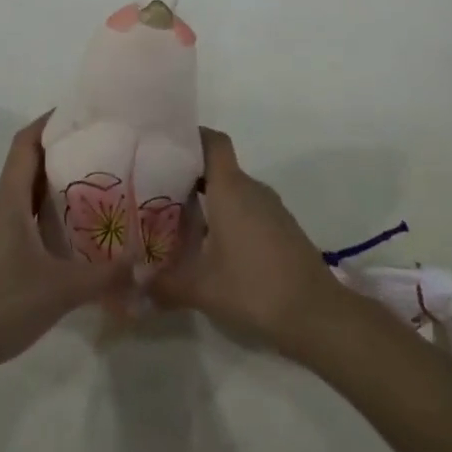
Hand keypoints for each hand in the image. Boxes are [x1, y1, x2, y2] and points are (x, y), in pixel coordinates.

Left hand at [0, 114, 133, 385]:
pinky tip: (79, 232)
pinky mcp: (0, 257)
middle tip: (106, 147)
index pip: (26, 143)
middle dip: (64, 150)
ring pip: (30, 194)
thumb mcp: (58, 289)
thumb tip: (142, 262)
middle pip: (31, 164)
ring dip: (59, 184)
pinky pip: (30, 220)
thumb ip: (104, 276)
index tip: (84, 112)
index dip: (50, 121)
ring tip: (101, 183)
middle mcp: (2, 207)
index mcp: (9, 200)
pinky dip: (53, 216)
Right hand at [147, 128, 349, 357]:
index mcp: (231, 189)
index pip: (213, 141)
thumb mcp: (201, 289)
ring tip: (177, 220)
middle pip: (218, 167)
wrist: (317, 314)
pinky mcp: (282, 228)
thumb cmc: (254, 288)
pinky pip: (248, 209)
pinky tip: (210, 246)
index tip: (164, 147)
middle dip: (188, 175)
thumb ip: (164, 285)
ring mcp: (271, 208)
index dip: (190, 137)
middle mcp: (252, 189)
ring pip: (233, 190)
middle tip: (156, 191)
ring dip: (208, 200)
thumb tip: (134, 288)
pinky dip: (227, 217)